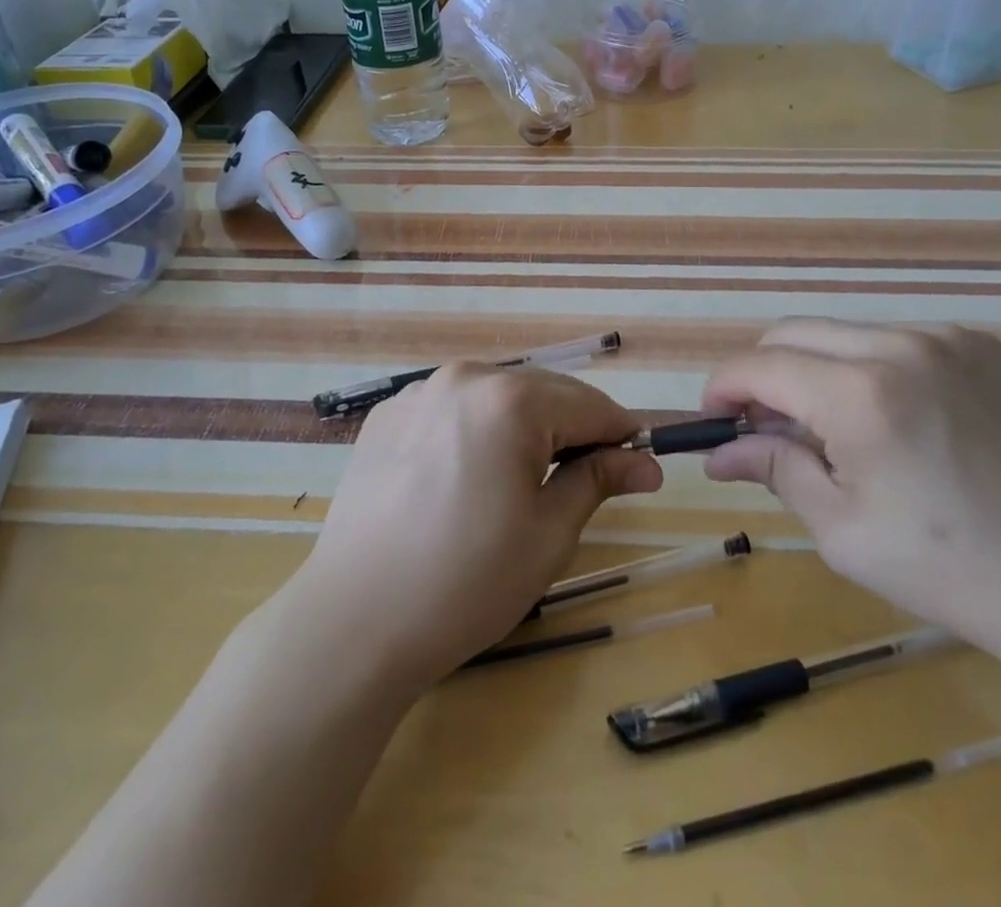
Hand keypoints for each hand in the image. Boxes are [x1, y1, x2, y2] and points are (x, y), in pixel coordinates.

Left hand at [293, 364, 662, 690]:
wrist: (353, 623)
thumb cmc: (466, 583)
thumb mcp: (548, 533)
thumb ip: (598, 480)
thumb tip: (646, 462)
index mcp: (510, 400)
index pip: (589, 405)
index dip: (621, 434)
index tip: (642, 464)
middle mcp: (464, 378)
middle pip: (542, 392)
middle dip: (574, 428)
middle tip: (592, 476)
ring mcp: (418, 393)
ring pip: (496, 397)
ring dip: (525, 426)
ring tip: (529, 478)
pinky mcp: (387, 416)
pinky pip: (452, 409)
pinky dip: (477, 430)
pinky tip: (470, 476)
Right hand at [701, 319, 1000, 689]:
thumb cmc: (949, 569)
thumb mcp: (843, 530)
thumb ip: (774, 469)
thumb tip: (718, 453)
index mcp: (862, 394)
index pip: (760, 365)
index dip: (724, 387)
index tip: (713, 419)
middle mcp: (900, 344)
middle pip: (793, 333)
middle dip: (764, 374)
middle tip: (765, 428)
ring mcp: (945, 337)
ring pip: (842, 333)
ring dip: (815, 370)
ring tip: (830, 429)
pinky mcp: (978, 343)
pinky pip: (894, 339)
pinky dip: (867, 367)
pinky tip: (890, 418)